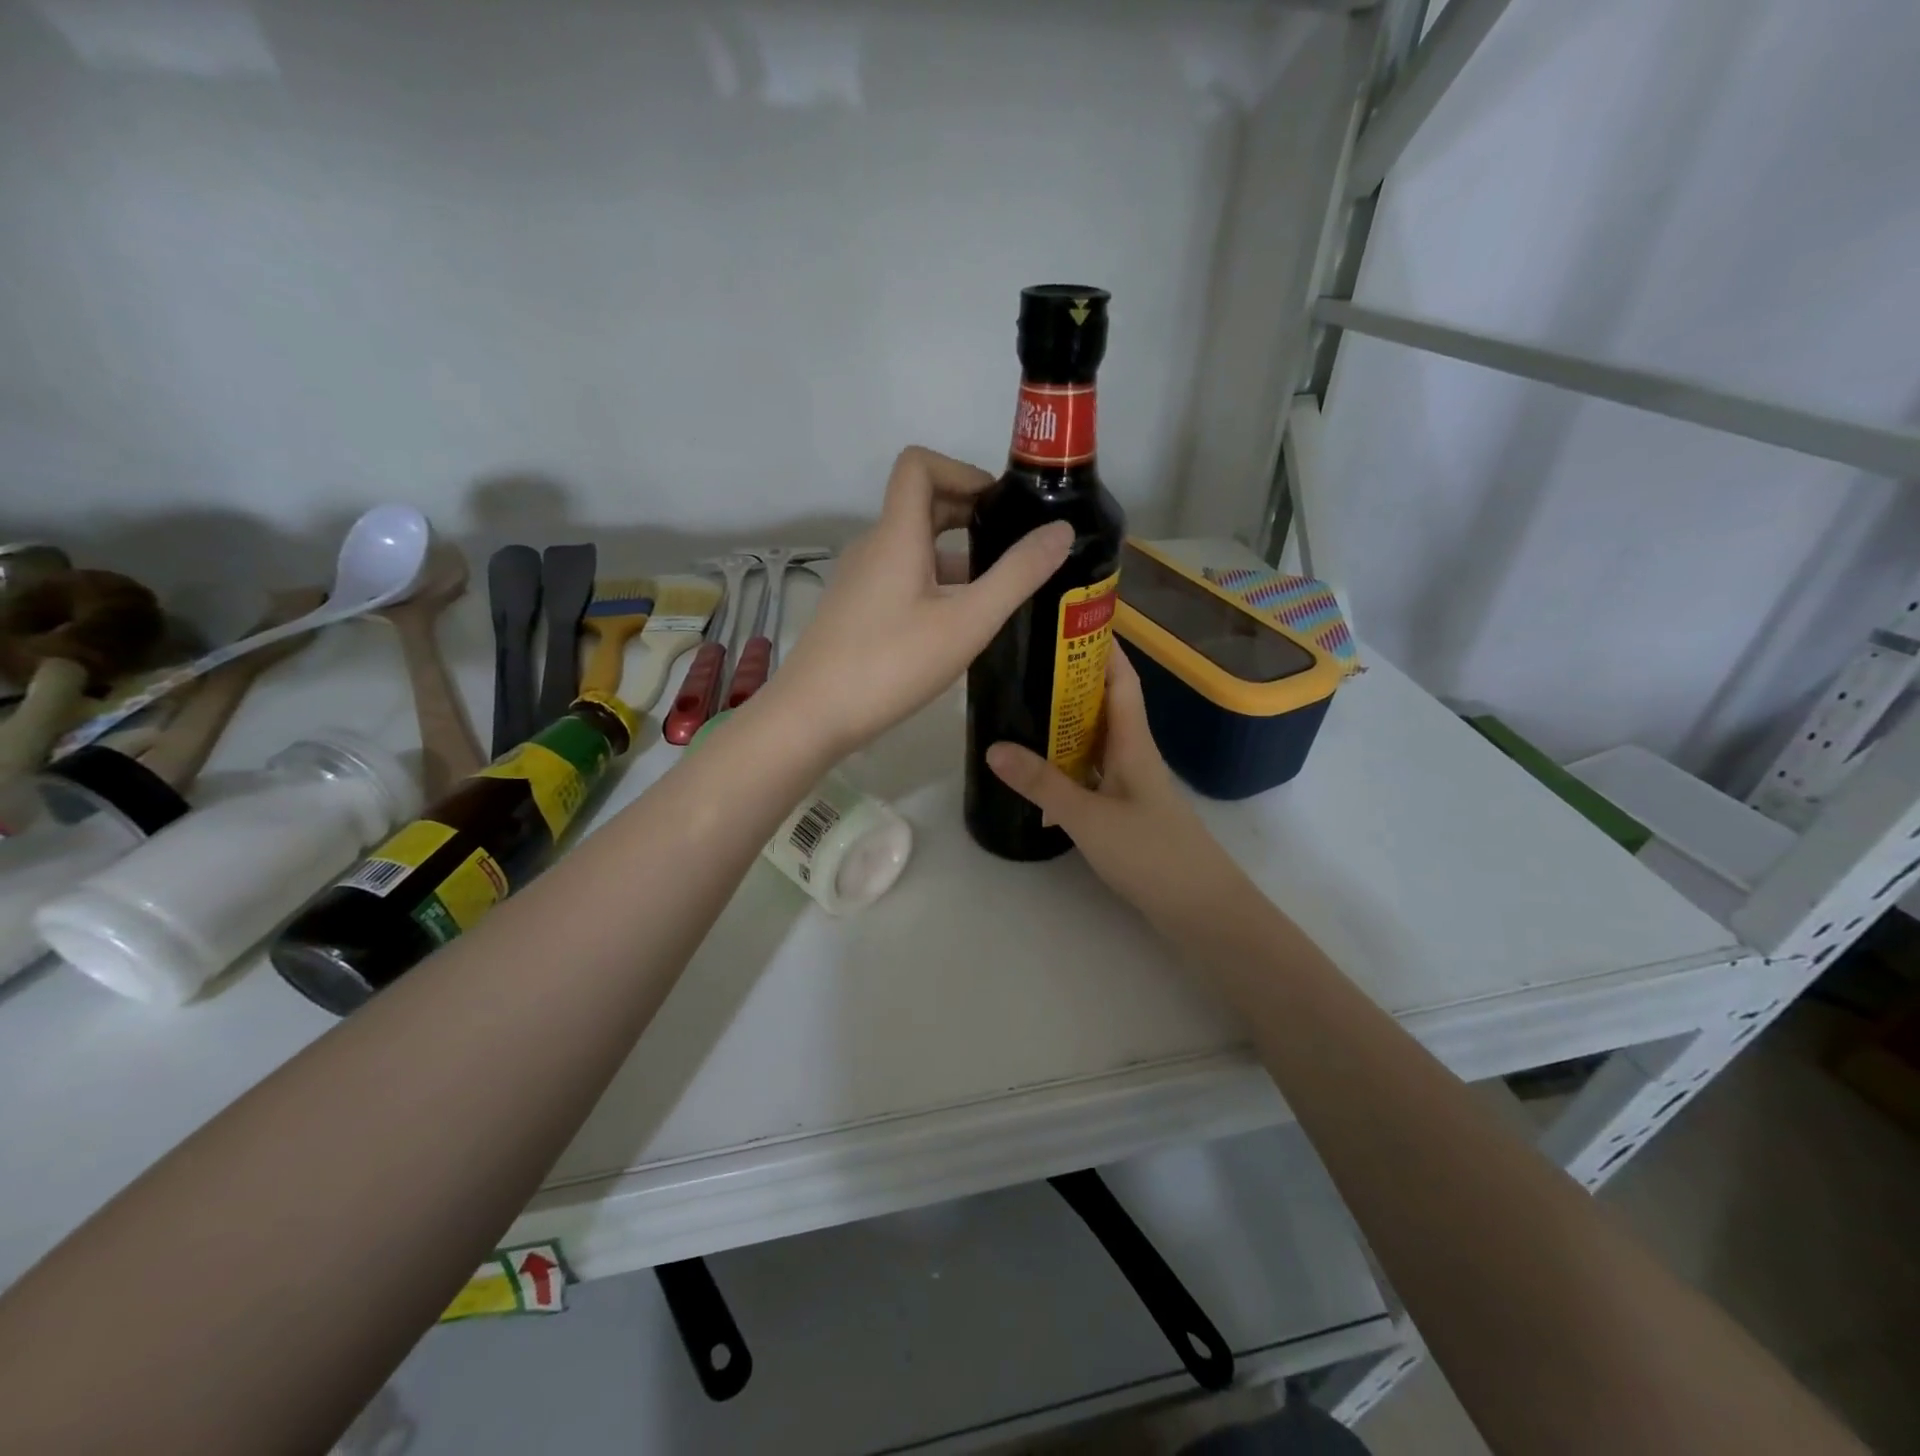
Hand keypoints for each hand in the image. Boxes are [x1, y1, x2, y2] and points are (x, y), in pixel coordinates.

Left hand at [770, 446, 1072, 756]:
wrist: (812, 715)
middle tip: (1011, 544)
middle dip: (967, 512)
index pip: (918, 465)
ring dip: (954, 553)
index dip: (961, 470)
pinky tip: (956, 623)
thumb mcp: (967, 622)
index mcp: (896, 534)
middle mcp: (873, 547)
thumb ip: (1017, 575)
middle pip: (919, 504)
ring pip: (911, 546)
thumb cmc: (891, 664)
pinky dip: (933, 581)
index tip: (999, 504)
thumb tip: (1061, 529)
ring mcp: (859, 580)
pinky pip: (899, 577)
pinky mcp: (854, 610)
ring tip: (994, 588)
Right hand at [985, 644, 1250, 934]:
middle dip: (1070, 681)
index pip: (1120, 679)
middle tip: (1024, 665)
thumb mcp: (1089, 817)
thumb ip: (1043, 784)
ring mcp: (1132, 785)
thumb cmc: (1152, 854)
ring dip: (1065, 723)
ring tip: (1021, 709)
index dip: (1100, 646)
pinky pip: (1092, 772)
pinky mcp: (1126, 812)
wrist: (1201, 910)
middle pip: (1104, 704)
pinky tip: (1040, 770)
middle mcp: (1134, 755)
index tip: (1065, 621)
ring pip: (1096, 740)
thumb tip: (993, 747)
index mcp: (1133, 742)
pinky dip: (1067, 763)